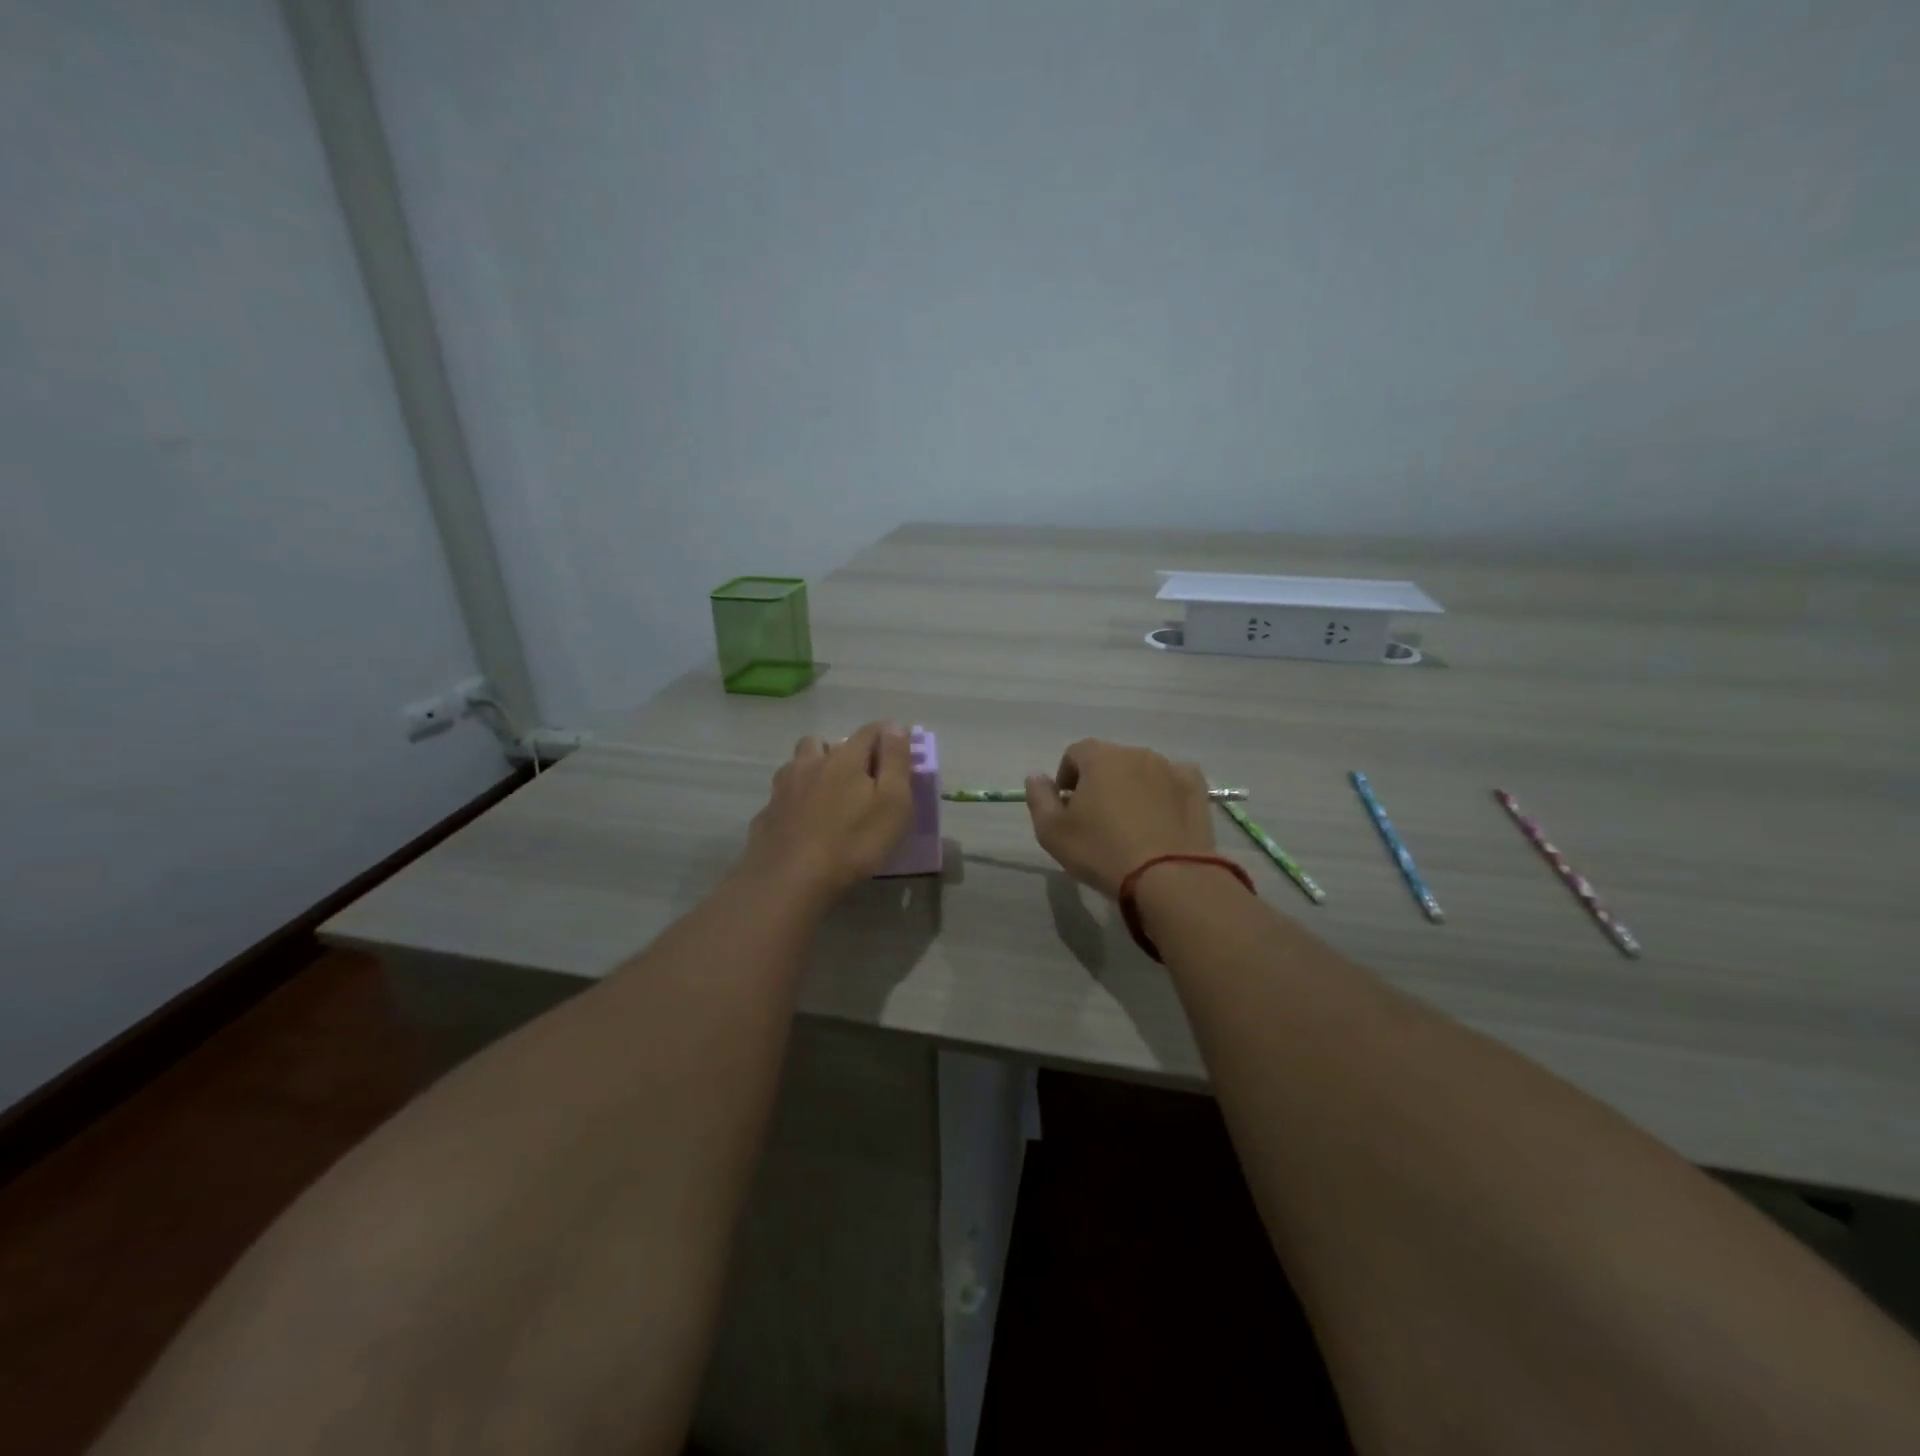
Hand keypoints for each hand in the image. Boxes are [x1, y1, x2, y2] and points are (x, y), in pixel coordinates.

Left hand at [736, 721, 914, 907]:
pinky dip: (796, 799)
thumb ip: (896, 762)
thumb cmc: (853, 843)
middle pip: (827, 742)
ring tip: (828, 795)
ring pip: (799, 764)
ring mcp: (783, 788)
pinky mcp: (767, 814)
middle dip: (845, 751)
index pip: (870, 732)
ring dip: (814, 769)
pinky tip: (803, 822)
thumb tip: (895, 726)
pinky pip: (784, 795)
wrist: (789, 881)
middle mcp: (810, 763)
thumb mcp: (892, 804)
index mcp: (844, 758)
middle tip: (861, 778)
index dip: (888, 736)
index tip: (900, 751)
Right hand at [1025, 739, 1215, 898]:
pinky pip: (1175, 781)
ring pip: (1142, 770)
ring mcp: (1170, 768)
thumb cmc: (1101, 851)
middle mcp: (1136, 753)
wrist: (1167, 877)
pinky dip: (1166, 793)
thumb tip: (1036, 776)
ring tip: (1131, 823)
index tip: (1067, 807)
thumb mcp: (1052, 831)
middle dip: (1100, 782)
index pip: (1075, 753)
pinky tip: (1162, 818)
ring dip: (1132, 787)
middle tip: (1097, 818)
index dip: (1067, 777)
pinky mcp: (1196, 789)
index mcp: (1099, 757)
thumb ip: (1039, 798)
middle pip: (1110, 760)